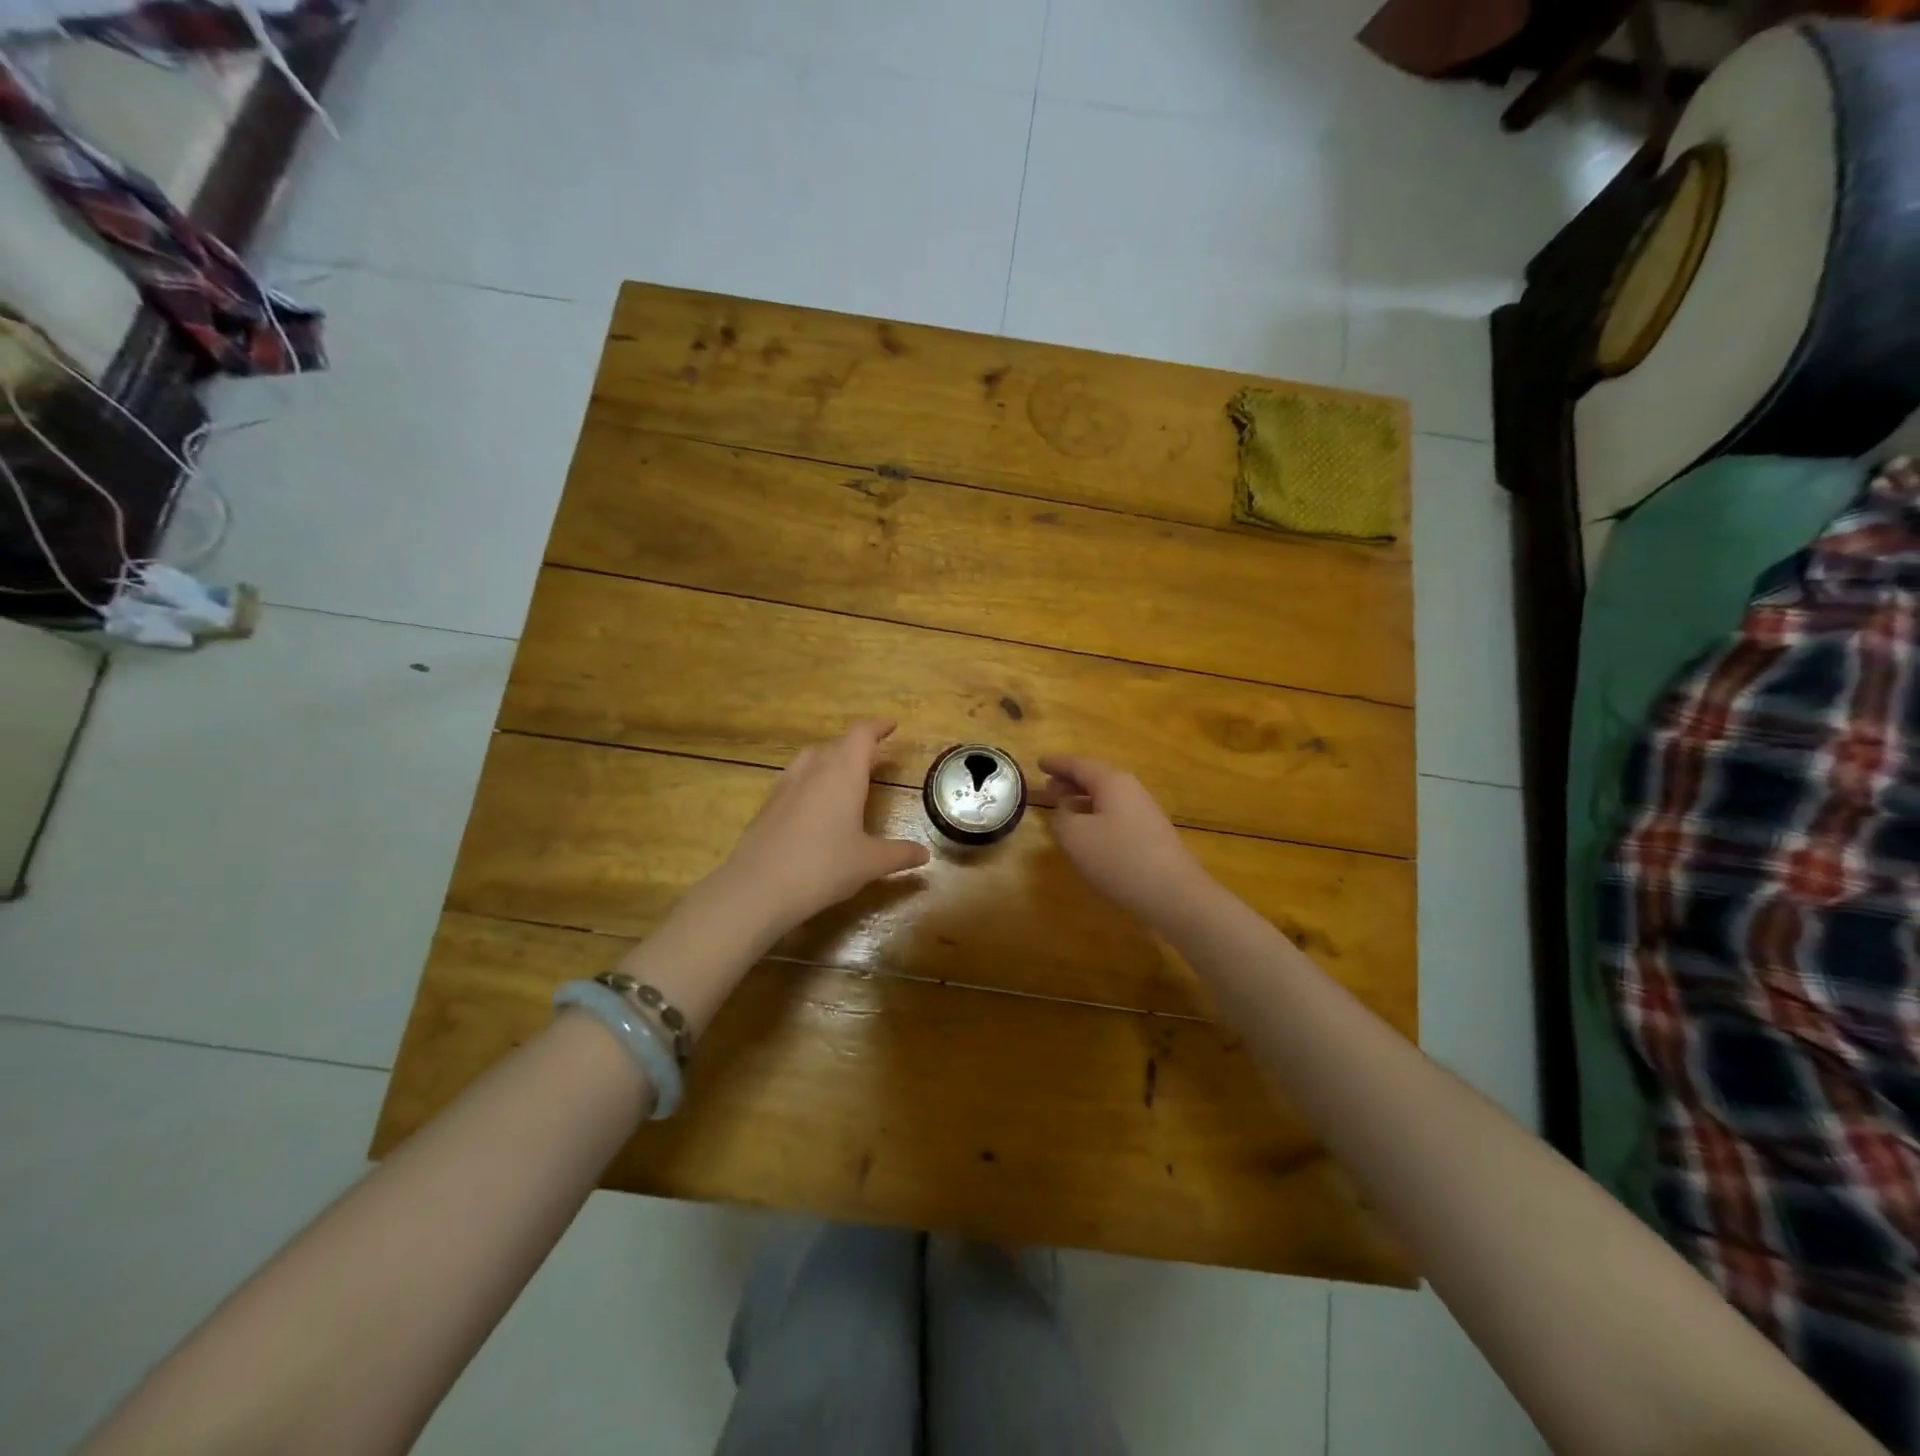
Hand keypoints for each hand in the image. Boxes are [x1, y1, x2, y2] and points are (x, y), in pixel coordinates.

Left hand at [704, 719, 930, 935]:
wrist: (758, 888)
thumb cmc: (823, 867)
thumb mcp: (869, 863)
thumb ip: (899, 855)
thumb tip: (924, 855)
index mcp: (843, 772)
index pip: (862, 735)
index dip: (878, 727)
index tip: (891, 725)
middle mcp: (813, 769)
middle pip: (837, 744)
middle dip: (857, 747)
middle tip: (875, 758)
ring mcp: (786, 784)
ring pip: (812, 758)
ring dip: (832, 760)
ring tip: (845, 777)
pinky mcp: (768, 804)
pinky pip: (796, 779)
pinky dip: (812, 781)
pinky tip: (816, 805)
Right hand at [1038, 755, 1214, 930]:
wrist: (1173, 893)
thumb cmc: (1119, 858)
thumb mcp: (1075, 836)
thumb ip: (1062, 818)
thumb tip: (1065, 812)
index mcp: (1112, 782)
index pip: (1078, 765)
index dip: (1056, 763)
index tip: (1038, 762)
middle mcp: (1130, 790)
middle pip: (1095, 778)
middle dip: (1070, 781)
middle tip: (1047, 785)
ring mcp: (1144, 812)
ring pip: (1106, 797)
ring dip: (1082, 799)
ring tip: (1062, 806)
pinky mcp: (1150, 835)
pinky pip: (1115, 814)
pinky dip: (1095, 815)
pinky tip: (1087, 832)